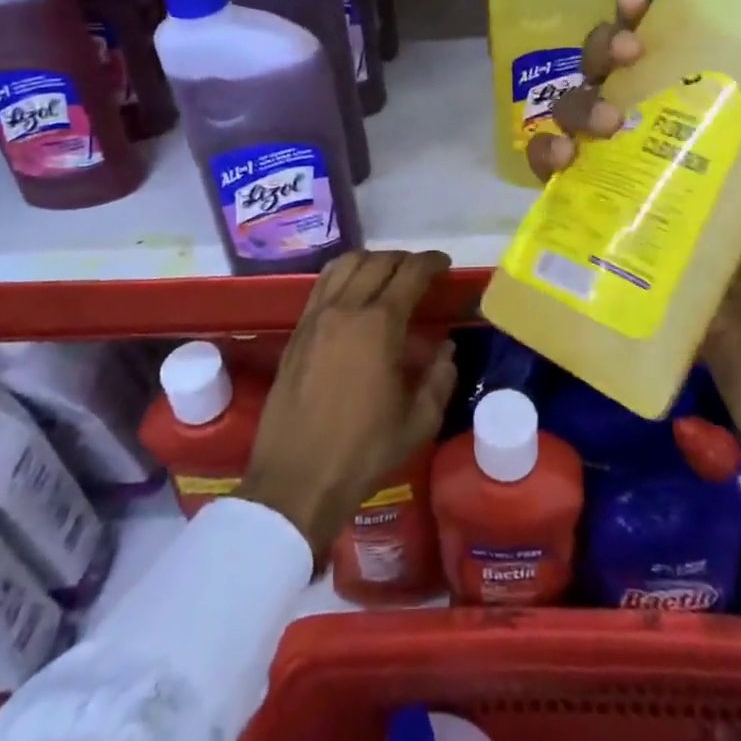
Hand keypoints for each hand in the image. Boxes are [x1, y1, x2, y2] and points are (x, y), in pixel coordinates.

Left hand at [239, 250, 457, 564]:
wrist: (295, 481)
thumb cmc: (362, 453)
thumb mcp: (418, 423)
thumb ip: (439, 379)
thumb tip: (445, 349)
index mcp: (379, 326)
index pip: (410, 274)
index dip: (431, 262)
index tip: (444, 264)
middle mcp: (345, 309)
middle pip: (377, 262)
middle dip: (404, 259)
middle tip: (420, 272)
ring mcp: (315, 317)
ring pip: (344, 265)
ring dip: (371, 261)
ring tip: (386, 275)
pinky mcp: (296, 332)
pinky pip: (321, 285)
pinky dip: (343, 275)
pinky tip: (353, 293)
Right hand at [527, 0, 740, 457]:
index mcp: (702, 98)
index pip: (662, 39)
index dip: (638, 13)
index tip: (636, 1)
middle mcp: (651, 119)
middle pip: (604, 62)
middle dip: (602, 44)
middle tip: (624, 55)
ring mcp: (616, 160)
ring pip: (571, 103)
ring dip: (578, 99)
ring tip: (607, 123)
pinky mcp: (590, 201)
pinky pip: (548, 165)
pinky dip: (544, 153)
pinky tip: (562, 161)